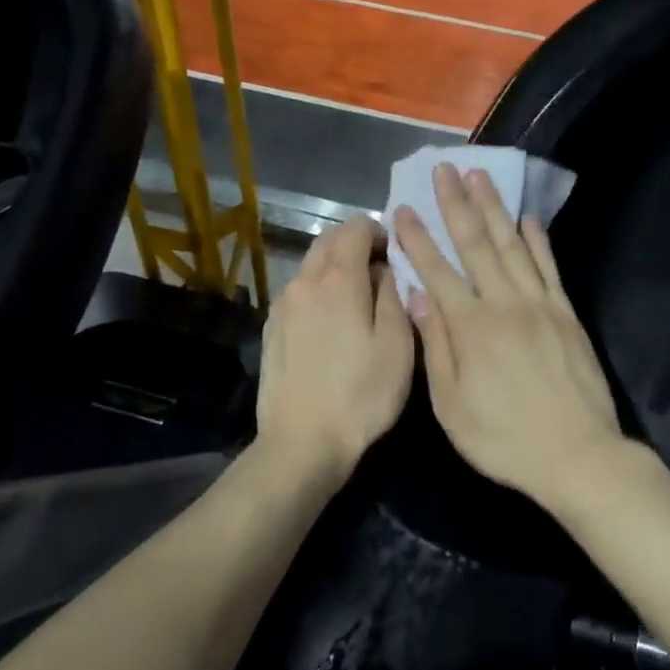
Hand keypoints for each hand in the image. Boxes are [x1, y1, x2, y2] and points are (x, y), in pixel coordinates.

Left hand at [256, 215, 413, 480]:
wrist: (303, 442)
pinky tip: (332, 323)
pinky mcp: (271, 330)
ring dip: (335, 267)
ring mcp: (282, 306)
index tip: (396, 253)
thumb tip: (386, 269)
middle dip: (355, 243)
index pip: (355, 228)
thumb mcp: (397, 345)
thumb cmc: (362, 394)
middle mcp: (304, 282)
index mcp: (338, 280)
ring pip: (310, 266)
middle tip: (381, 270)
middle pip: (328, 241)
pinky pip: (299, 293)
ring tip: (359, 298)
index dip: (379, 230)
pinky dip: (318, 291)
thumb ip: (394, 295)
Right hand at [394, 165, 622, 506]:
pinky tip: (528, 218)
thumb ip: (436, 347)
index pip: (437, 271)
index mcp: (471, 328)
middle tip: (445, 169)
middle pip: (476, 245)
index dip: (418, 238)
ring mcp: (540, 306)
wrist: (576, 454)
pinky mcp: (566, 314)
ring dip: (495, 209)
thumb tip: (418, 296)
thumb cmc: (504, 439)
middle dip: (457, 205)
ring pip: (512, 246)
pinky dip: (537, 241)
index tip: (402, 208)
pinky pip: (549, 268)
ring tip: (481, 176)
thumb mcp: (452, 406)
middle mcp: (504, 305)